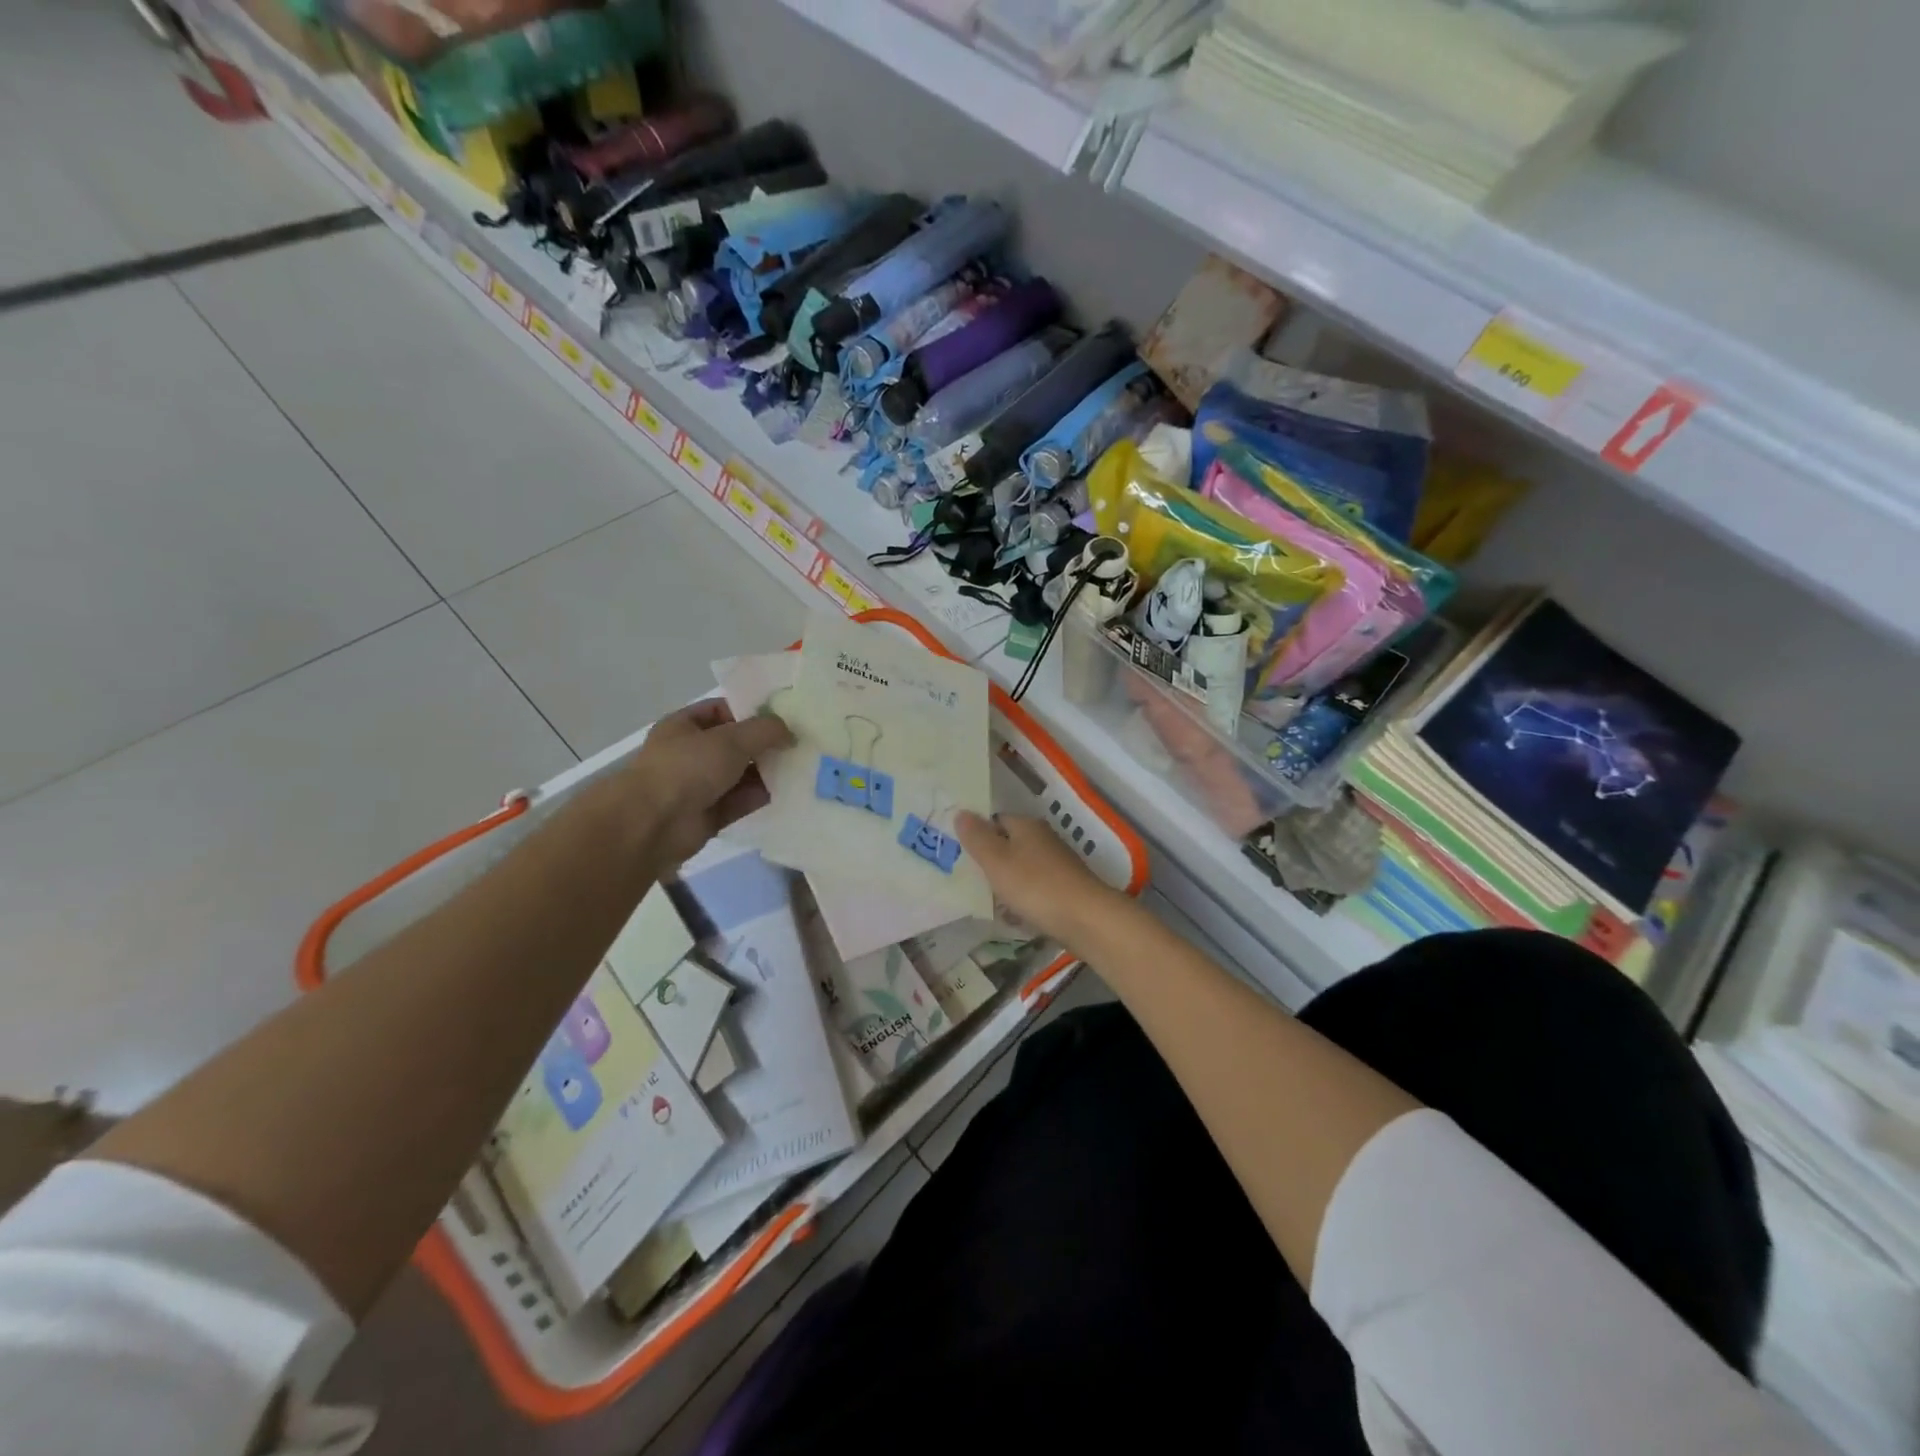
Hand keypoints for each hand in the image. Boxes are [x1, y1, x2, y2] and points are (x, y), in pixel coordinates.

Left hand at [619, 700, 793, 869]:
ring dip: (767, 771)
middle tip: (800, 743)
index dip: (751, 711)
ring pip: (740, 774)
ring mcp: (699, 785)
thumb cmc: (687, 767)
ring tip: (802, 767)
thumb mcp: (731, 738)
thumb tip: (790, 732)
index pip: (722, 710)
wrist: (653, 824)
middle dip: (764, 744)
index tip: (783, 717)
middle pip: (735, 744)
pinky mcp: (710, 814)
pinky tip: (789, 791)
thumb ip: (765, 730)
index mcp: (685, 726)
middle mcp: (691, 753)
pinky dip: (761, 796)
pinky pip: (741, 801)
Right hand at [955, 812, 1128, 949]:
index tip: (961, 853)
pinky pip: (1035, 890)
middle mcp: (1044, 839)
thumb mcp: (996, 860)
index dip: (978, 834)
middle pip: (1009, 845)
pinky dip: (1023, 900)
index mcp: (1027, 826)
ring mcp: (1057, 865)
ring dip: (1006, 883)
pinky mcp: (1065, 889)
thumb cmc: (1035, 885)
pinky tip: (1014, 917)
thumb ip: (977, 838)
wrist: (1085, 919)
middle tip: (969, 879)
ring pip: (1022, 869)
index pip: (996, 820)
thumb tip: (961, 812)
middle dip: (991, 861)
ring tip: (987, 901)